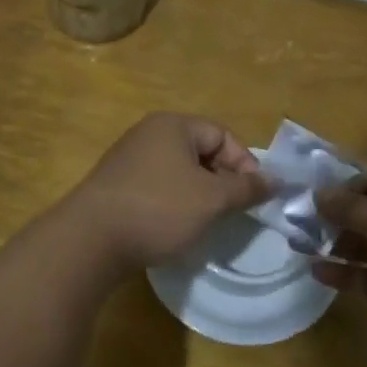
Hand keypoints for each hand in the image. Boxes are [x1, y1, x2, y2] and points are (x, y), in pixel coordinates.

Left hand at [69, 113, 268, 269]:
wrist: (90, 240)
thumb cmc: (159, 209)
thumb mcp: (212, 200)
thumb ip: (247, 188)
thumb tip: (276, 180)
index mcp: (173, 125)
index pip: (222, 135)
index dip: (244, 163)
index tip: (253, 197)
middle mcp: (148, 134)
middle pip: (200, 152)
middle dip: (221, 181)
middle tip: (231, 211)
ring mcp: (127, 160)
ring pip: (179, 173)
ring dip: (198, 195)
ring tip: (206, 222)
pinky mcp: (115, 186)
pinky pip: (157, 188)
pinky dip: (172, 204)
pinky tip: (174, 228)